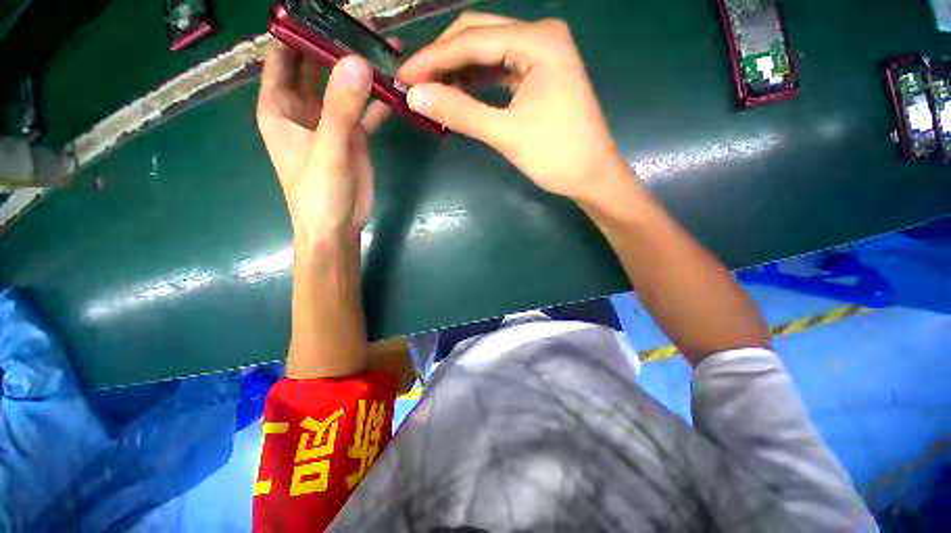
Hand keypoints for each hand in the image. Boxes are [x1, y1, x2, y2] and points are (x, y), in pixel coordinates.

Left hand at [257, 42, 390, 245]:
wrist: (338, 227)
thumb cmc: (319, 193)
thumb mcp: (328, 149)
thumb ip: (342, 108)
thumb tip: (358, 62)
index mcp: (279, 106)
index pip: (282, 54)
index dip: (297, 29)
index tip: (323, 8)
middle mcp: (302, 108)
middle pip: (315, 65)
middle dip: (334, 44)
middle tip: (363, 23)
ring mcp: (330, 122)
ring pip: (342, 86)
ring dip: (359, 70)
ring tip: (384, 47)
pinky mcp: (353, 137)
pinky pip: (364, 110)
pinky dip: (377, 100)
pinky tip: (395, 88)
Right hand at [399, 12, 633, 205]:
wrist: (591, 177)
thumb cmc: (556, 155)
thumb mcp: (506, 134)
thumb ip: (461, 111)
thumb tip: (415, 96)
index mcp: (538, 41)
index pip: (473, 40)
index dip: (434, 58)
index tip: (403, 77)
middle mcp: (540, 38)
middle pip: (479, 37)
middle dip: (443, 60)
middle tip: (414, 83)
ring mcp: (541, 57)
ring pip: (487, 55)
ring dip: (457, 72)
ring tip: (429, 90)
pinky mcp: (539, 78)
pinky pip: (499, 73)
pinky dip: (476, 84)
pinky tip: (457, 94)